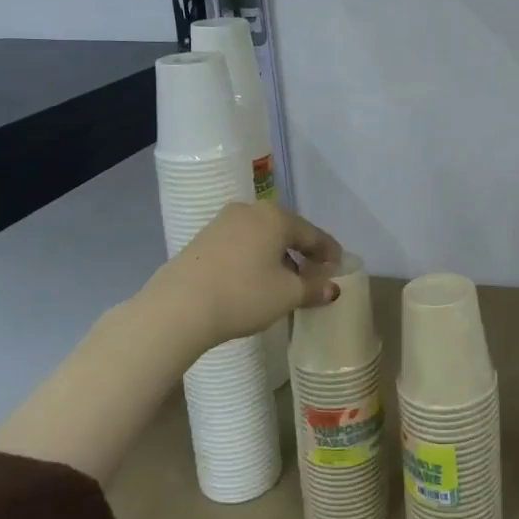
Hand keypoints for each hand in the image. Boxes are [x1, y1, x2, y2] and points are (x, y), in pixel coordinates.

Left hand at [145, 201, 342, 352]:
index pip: (313, 234)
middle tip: (314, 274)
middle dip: (302, 252)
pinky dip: (254, 258)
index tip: (339, 267)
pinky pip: (240, 244)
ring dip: (277, 256)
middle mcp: (250, 211)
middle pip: (286, 231)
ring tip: (284, 281)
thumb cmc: (243, 295)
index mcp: (276, 217)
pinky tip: (254, 279)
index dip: (329, 252)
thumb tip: (332, 288)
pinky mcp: (202, 239)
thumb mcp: (286, 295)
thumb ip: (313, 288)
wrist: (178, 307)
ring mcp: (222, 222)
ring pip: (261, 237)